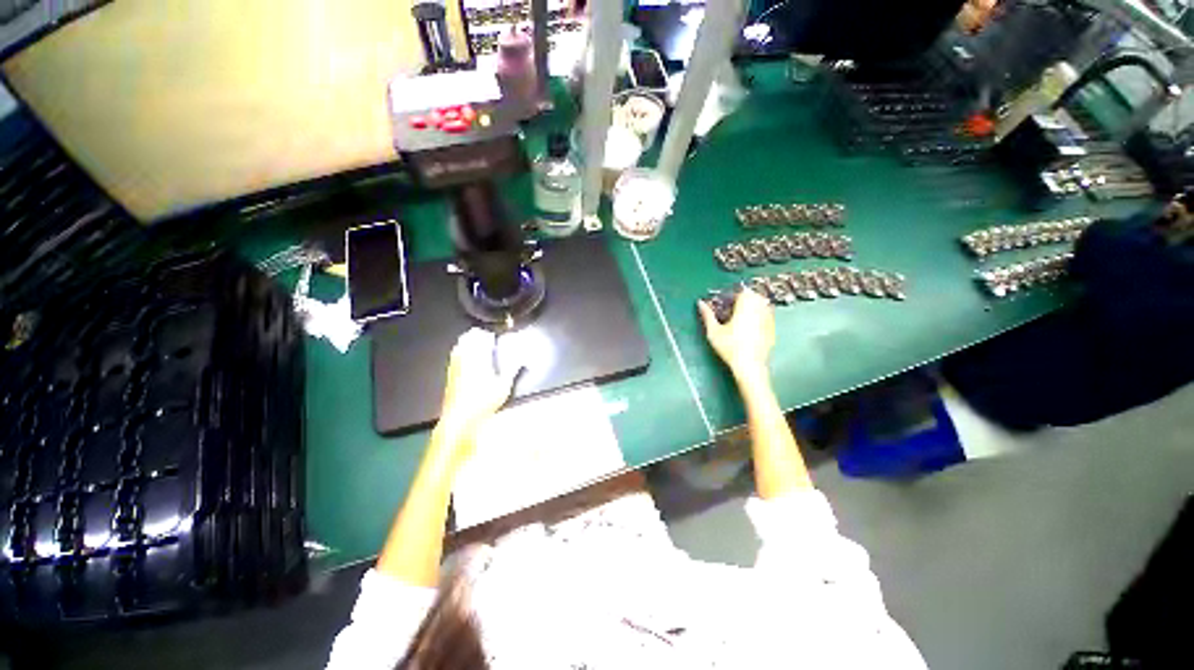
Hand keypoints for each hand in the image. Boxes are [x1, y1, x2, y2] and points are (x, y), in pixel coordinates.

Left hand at [439, 328, 521, 436]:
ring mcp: (454, 366)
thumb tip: (521, 359)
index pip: (480, 338)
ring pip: (458, 346)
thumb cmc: (483, 402)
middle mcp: (464, 359)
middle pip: (467, 339)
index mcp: (478, 358)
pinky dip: (460, 352)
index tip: (492, 335)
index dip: (486, 334)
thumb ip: (512, 370)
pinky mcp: (449, 375)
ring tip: (475, 344)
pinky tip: (466, 358)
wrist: (459, 419)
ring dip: (467, 342)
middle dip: (476, 335)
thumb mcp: (503, 386)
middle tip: (484, 336)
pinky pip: (454, 356)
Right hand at [698, 288, 774, 381]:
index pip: (741, 291)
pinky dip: (758, 316)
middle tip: (730, 309)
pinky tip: (749, 327)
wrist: (750, 365)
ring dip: (751, 306)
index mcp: (745, 306)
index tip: (722, 303)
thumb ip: (707, 315)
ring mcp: (769, 318)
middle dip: (742, 299)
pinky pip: (766, 315)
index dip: (731, 295)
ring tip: (739, 317)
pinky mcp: (772, 328)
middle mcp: (759, 309)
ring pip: (761, 304)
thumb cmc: (729, 347)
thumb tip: (700, 303)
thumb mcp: (713, 331)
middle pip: (753, 295)